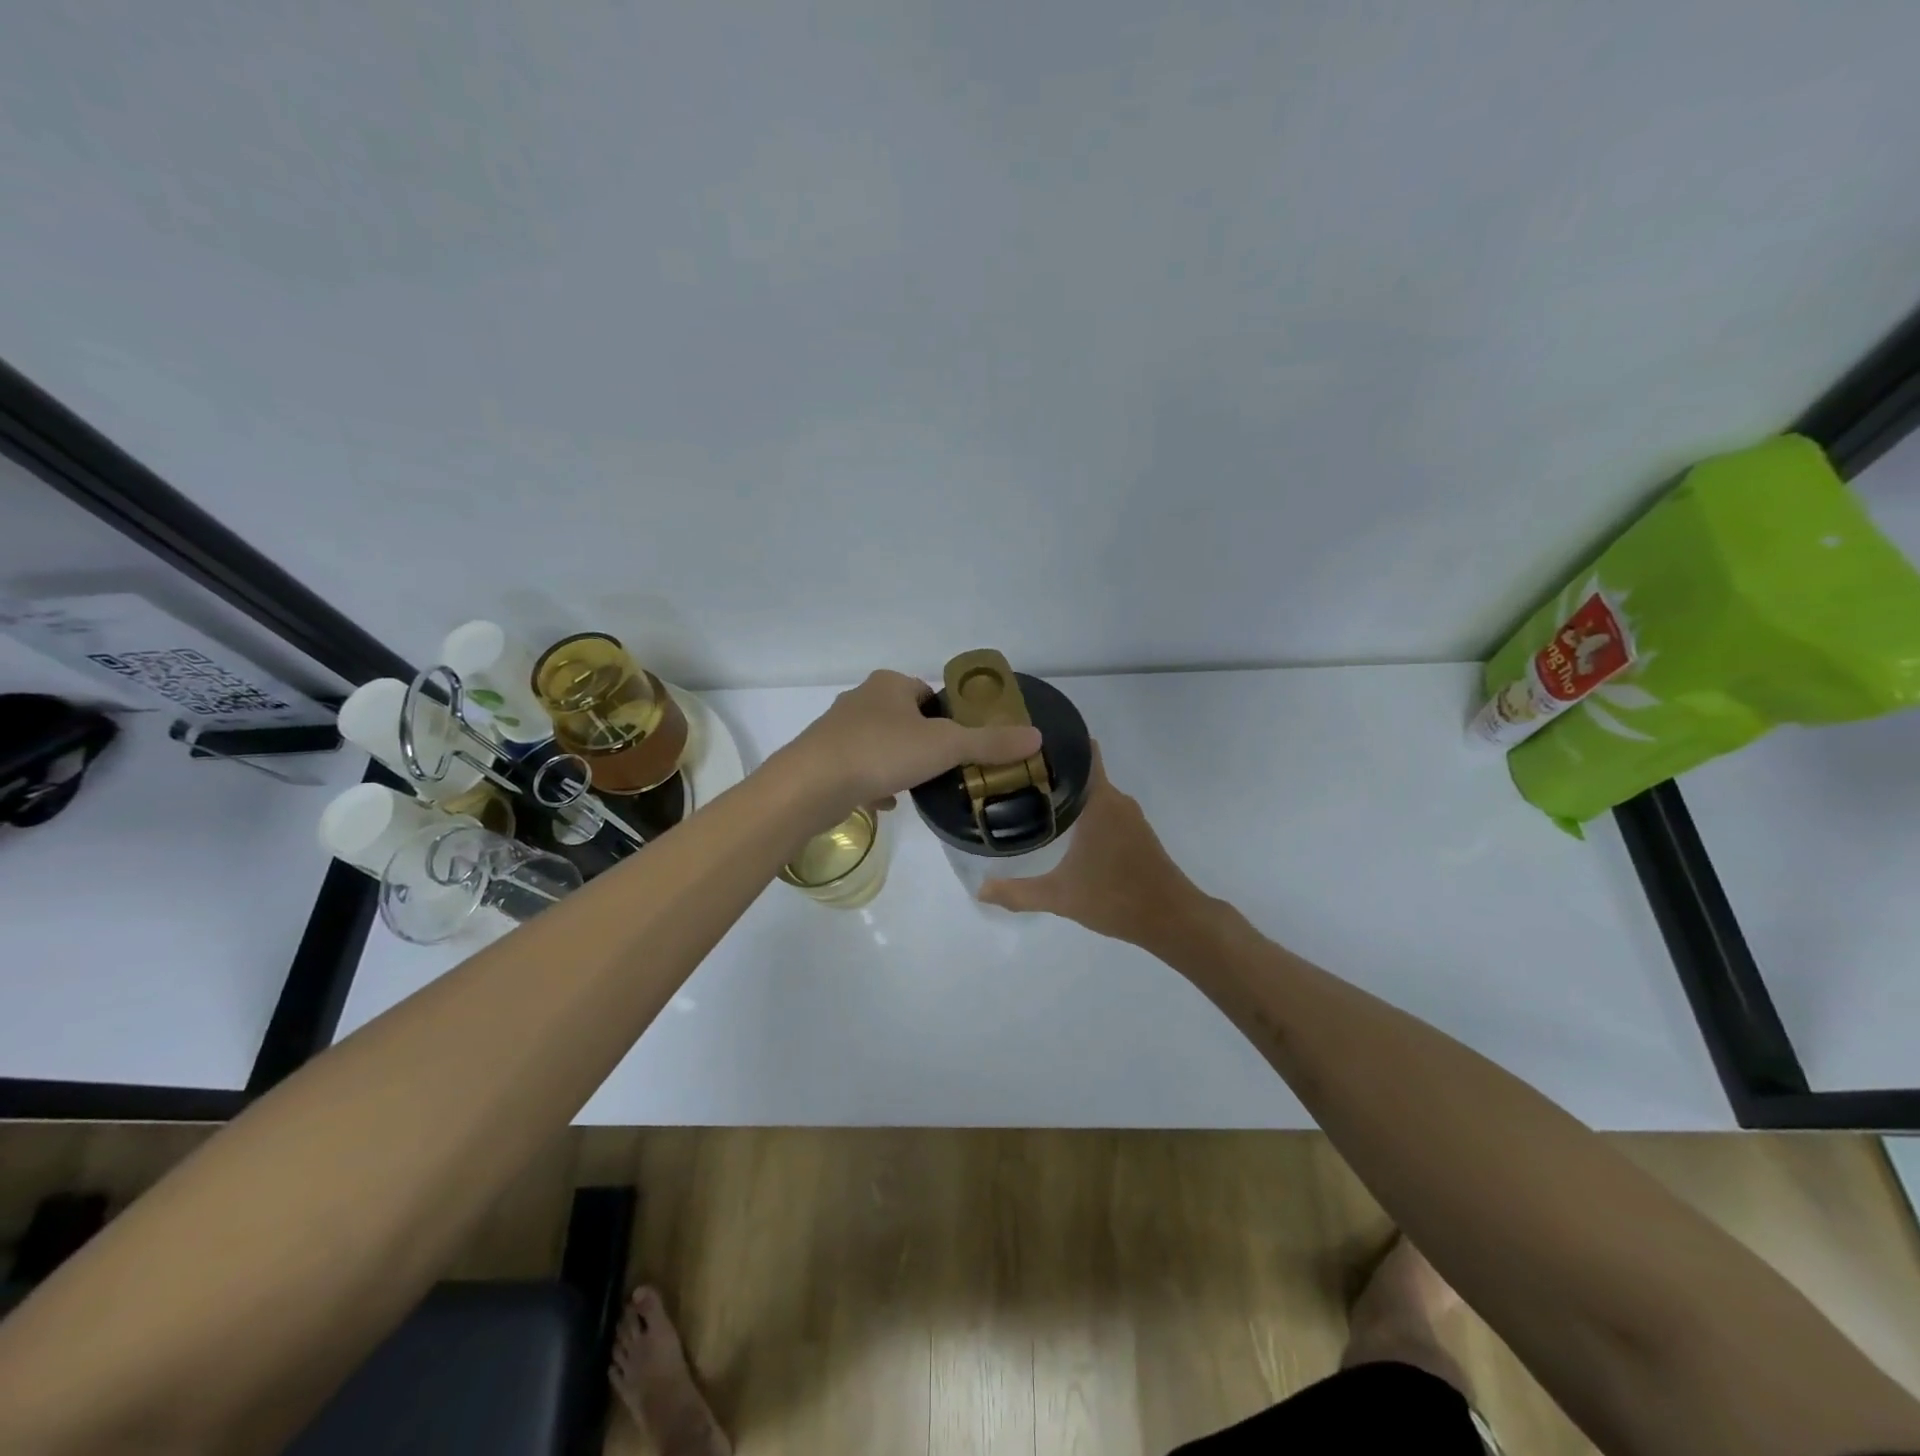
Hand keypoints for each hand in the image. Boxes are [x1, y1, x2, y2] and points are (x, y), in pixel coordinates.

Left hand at [780, 670, 1041, 824]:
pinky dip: (875, 782)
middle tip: (943, 768)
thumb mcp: (945, 746)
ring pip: (881, 744)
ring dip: (899, 763)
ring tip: (917, 787)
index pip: (929, 694)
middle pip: (904, 718)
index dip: (948, 717)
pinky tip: (887, 803)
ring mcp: (838, 730)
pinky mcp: (824, 759)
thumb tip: (1037, 736)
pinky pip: (859, 768)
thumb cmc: (881, 753)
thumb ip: (989, 742)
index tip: (961, 744)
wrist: (811, 785)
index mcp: (889, 685)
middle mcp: (861, 699)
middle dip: (923, 742)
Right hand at [977, 742, 1206, 946]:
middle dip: (1052, 770)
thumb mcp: (1060, 897)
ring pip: (1094, 792)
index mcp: (1100, 802)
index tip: (1025, 740)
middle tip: (1014, 772)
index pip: (1082, 753)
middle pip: (1083, 771)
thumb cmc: (1116, 898)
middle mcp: (1116, 801)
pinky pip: (1104, 809)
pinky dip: (1083, 809)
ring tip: (1030, 795)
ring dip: (1068, 792)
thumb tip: (980, 890)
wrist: (1172, 920)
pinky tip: (1061, 825)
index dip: (1057, 743)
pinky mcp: (1136, 834)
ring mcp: (1130, 817)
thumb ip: (1017, 892)